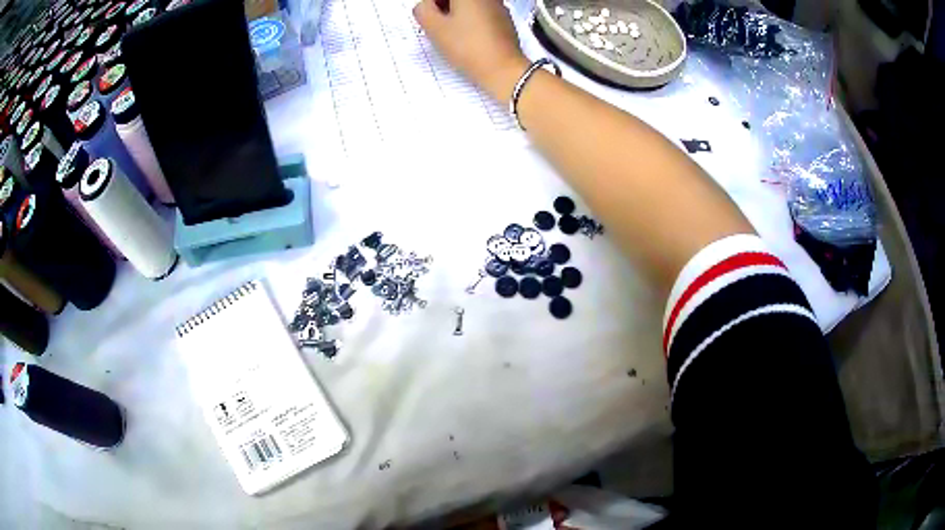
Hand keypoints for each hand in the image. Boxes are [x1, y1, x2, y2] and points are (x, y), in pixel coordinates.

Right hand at [413, 0, 528, 101]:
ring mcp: (498, 5)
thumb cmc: (468, 47)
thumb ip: (423, 10)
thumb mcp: (434, 28)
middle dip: (443, 7)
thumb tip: (425, 5)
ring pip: (469, 4)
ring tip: (452, 33)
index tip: (430, 16)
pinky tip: (468, 37)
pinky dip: (471, 20)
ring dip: (456, 14)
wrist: (503, 68)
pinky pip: (481, 12)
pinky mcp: (504, 19)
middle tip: (437, 23)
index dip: (432, 5)